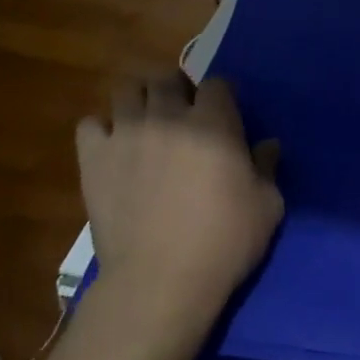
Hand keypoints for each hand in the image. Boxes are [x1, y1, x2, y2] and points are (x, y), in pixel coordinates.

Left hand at [75, 74, 281, 359]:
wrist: (160, 281)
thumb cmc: (224, 242)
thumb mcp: (267, 206)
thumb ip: (268, 167)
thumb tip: (267, 145)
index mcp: (214, 122)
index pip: (216, 84)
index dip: (222, 97)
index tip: (224, 117)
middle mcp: (168, 116)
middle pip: (168, 77)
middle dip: (178, 89)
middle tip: (184, 115)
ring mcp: (126, 133)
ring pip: (126, 89)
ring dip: (140, 100)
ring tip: (147, 124)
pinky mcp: (93, 157)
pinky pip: (90, 124)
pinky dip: (103, 130)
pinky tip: (114, 149)